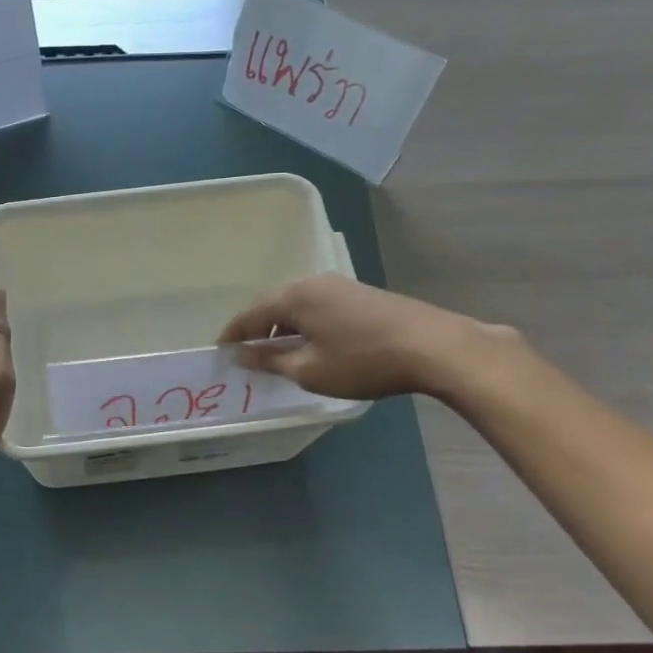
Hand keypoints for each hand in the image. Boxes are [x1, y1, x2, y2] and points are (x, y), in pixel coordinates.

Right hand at [217, 273, 512, 401]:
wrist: (432, 346)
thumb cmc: (362, 361)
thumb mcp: (310, 370)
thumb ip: (271, 360)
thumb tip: (243, 354)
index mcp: (294, 296)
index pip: (250, 314)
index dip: (233, 334)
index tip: (220, 352)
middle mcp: (312, 282)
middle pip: (272, 304)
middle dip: (256, 327)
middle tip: (246, 352)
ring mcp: (339, 285)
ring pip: (296, 303)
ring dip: (282, 325)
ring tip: (277, 351)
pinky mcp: (359, 293)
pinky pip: (317, 305)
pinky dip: (304, 322)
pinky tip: (311, 342)